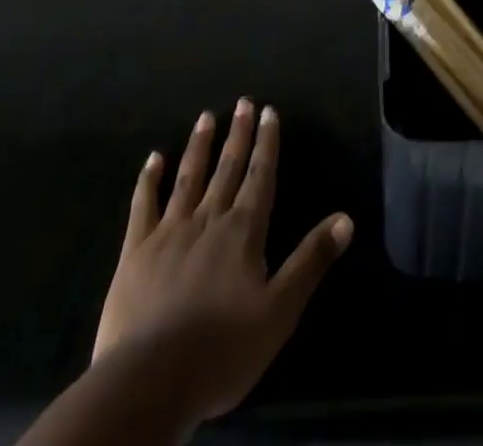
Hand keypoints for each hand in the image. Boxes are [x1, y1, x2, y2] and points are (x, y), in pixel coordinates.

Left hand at [94, 100, 351, 422]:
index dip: (267, 144)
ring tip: (205, 116)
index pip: (260, 176)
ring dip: (199, 146)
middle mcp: (208, 219)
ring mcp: (169, 231)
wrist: (149, 380)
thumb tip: (347, 218)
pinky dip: (148, 180)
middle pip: (227, 168)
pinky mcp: (136, 251)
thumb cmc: (222, 349)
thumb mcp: (279, 311)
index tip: (269, 111)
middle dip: (238, 134)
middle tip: (243, 101)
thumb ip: (311, 260)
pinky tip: (153, 158)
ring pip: (188, 178)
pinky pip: (143, 206)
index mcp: (243, 231)